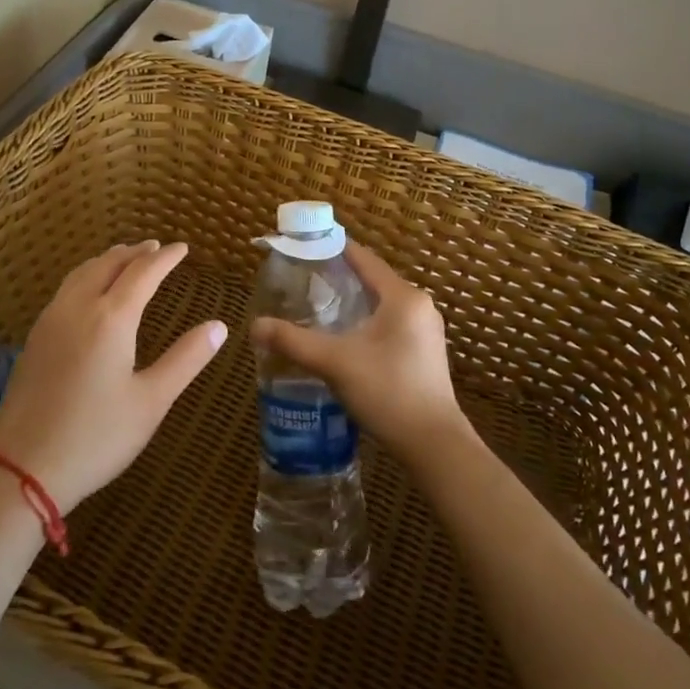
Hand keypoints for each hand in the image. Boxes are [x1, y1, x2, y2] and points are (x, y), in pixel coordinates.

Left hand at [0, 241, 225, 511]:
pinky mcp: (34, 339)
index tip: (183, 248)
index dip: (165, 258)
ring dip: (107, 260)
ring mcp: (50, 322)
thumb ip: (186, 359)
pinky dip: (86, 276)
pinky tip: (89, 292)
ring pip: (81, 274)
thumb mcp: (152, 401)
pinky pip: (64, 290)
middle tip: (155, 248)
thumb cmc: (97, 437)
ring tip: (124, 258)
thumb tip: (219, 326)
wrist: (23, 468)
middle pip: (108, 264)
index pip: (143, 273)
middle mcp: (78, 308)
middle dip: (135, 252)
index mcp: (111, 319)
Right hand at [249, 241, 470, 466]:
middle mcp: (419, 306)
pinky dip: (365, 321)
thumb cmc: (388, 392)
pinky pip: (390, 324)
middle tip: (303, 279)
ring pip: (381, 304)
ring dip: (352, 302)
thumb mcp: (335, 362)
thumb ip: (294, 341)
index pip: (364, 259)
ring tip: (317, 306)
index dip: (334, 248)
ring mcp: (426, 330)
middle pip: (373, 280)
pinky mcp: (425, 352)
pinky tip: (344, 337)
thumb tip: (255, 326)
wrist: (434, 445)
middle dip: (339, 277)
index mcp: (402, 297)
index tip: (306, 243)